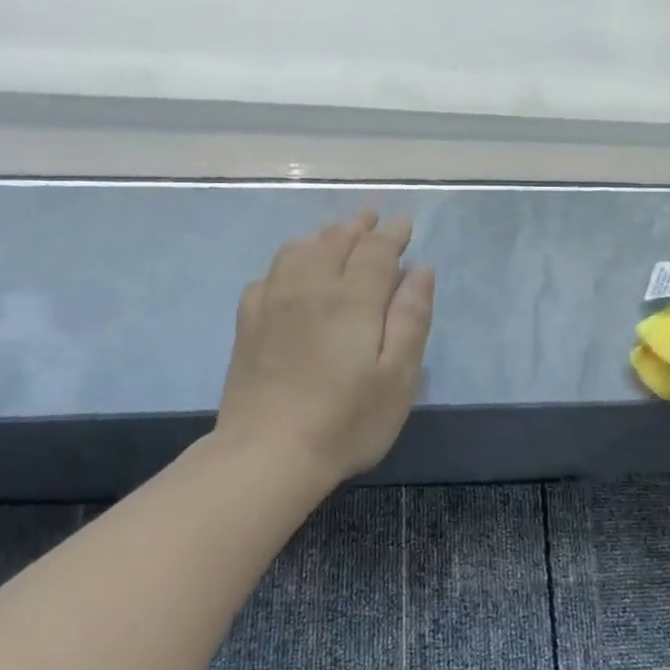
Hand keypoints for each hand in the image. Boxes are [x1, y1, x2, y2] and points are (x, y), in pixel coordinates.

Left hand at [216, 211, 434, 484]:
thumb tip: (421, 270)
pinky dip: (289, 260)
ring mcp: (273, 302)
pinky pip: (269, 274)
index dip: (393, 234)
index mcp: (352, 298)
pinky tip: (292, 272)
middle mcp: (310, 287)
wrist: (268, 452)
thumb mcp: (398, 376)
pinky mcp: (248, 323)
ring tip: (337, 234)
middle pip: (335, 241)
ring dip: (323, 235)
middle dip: (358, 226)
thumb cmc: (347, 421)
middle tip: (373, 217)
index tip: (404, 225)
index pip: (376, 250)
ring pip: (298, 250)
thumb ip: (411, 318)